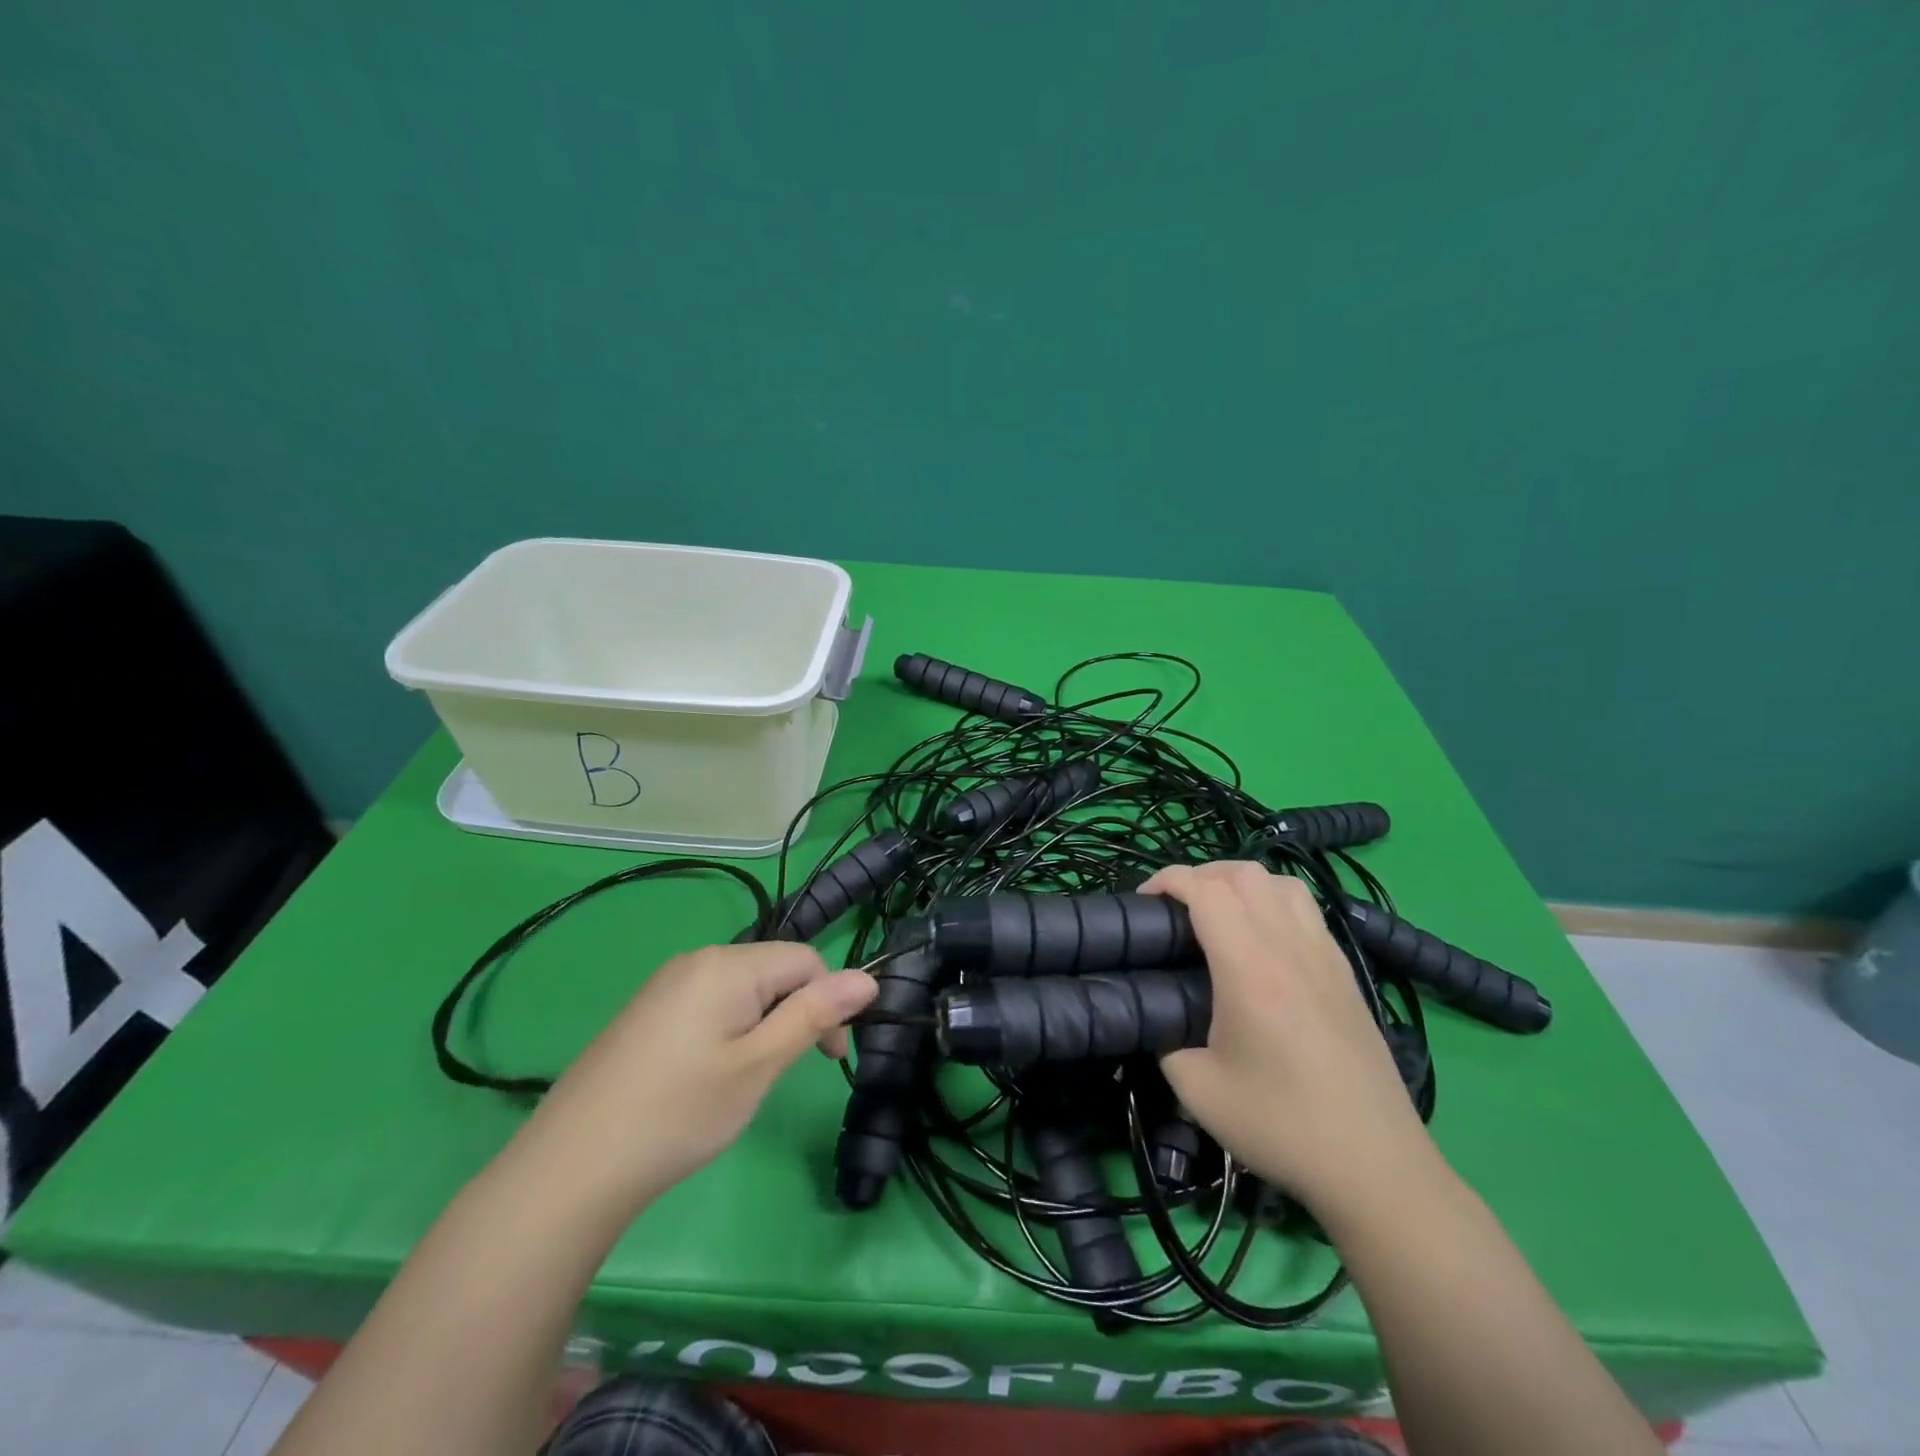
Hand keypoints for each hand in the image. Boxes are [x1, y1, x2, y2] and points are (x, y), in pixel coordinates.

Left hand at [516, 942, 876, 1214]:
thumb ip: (814, 1015)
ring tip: (743, 1081)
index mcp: (727, 964)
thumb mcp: (759, 1065)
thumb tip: (869, 978)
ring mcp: (665, 985)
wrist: (569, 1168)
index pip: (805, 960)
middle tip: (780, 1075)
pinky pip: (709, 1004)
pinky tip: (706, 1077)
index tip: (827, 1060)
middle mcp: (696, 960)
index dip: (829, 1002)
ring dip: (763, 1026)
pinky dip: (728, 1032)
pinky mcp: (646, 1012)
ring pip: (742, 990)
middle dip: (794, 1014)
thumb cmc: (678, 1114)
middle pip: (772, 971)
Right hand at [1142, 861, 1433, 1210]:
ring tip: (1219, 913)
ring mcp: (1324, 955)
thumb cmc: (1282, 1125)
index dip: (1167, 880)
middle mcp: (1289, 947)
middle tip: (1176, 907)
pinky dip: (1273, 900)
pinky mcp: (1345, 971)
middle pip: (1243, 874)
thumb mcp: (1198, 1090)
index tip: (1143, 900)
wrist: (1375, 1165)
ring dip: (1241, 882)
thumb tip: (1156, 1015)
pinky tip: (1263, 938)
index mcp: (1249, 968)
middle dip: (1200, 874)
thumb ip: (1164, 1039)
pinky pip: (1306, 908)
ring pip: (1280, 882)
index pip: (1205, 890)